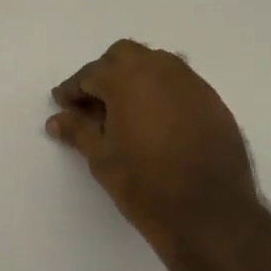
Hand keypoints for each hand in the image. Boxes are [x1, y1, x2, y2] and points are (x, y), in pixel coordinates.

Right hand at [46, 40, 259, 251]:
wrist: (210, 214)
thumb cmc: (145, 185)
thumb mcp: (102, 158)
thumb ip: (79, 130)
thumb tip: (57, 119)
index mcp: (128, 78)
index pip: (91, 74)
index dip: (73, 90)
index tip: (63, 105)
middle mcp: (161, 70)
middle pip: (124, 56)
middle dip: (105, 74)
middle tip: (93, 104)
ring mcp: (192, 83)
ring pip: (156, 64)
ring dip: (135, 78)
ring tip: (124, 112)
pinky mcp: (213, 101)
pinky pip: (180, 84)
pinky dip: (162, 93)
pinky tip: (156, 122)